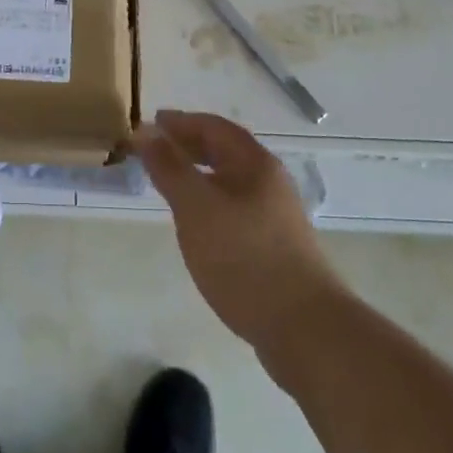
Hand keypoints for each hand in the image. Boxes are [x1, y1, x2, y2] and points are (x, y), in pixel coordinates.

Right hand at [137, 110, 340, 359]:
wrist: (305, 330)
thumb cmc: (244, 257)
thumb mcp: (196, 206)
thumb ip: (169, 167)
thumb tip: (146, 131)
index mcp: (254, 163)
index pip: (213, 127)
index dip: (180, 122)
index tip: (151, 123)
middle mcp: (270, 182)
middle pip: (225, 151)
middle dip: (190, 146)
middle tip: (156, 150)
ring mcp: (277, 216)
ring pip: (231, 182)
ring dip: (200, 175)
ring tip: (171, 185)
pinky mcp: (277, 247)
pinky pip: (236, 208)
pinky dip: (211, 202)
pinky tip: (199, 224)